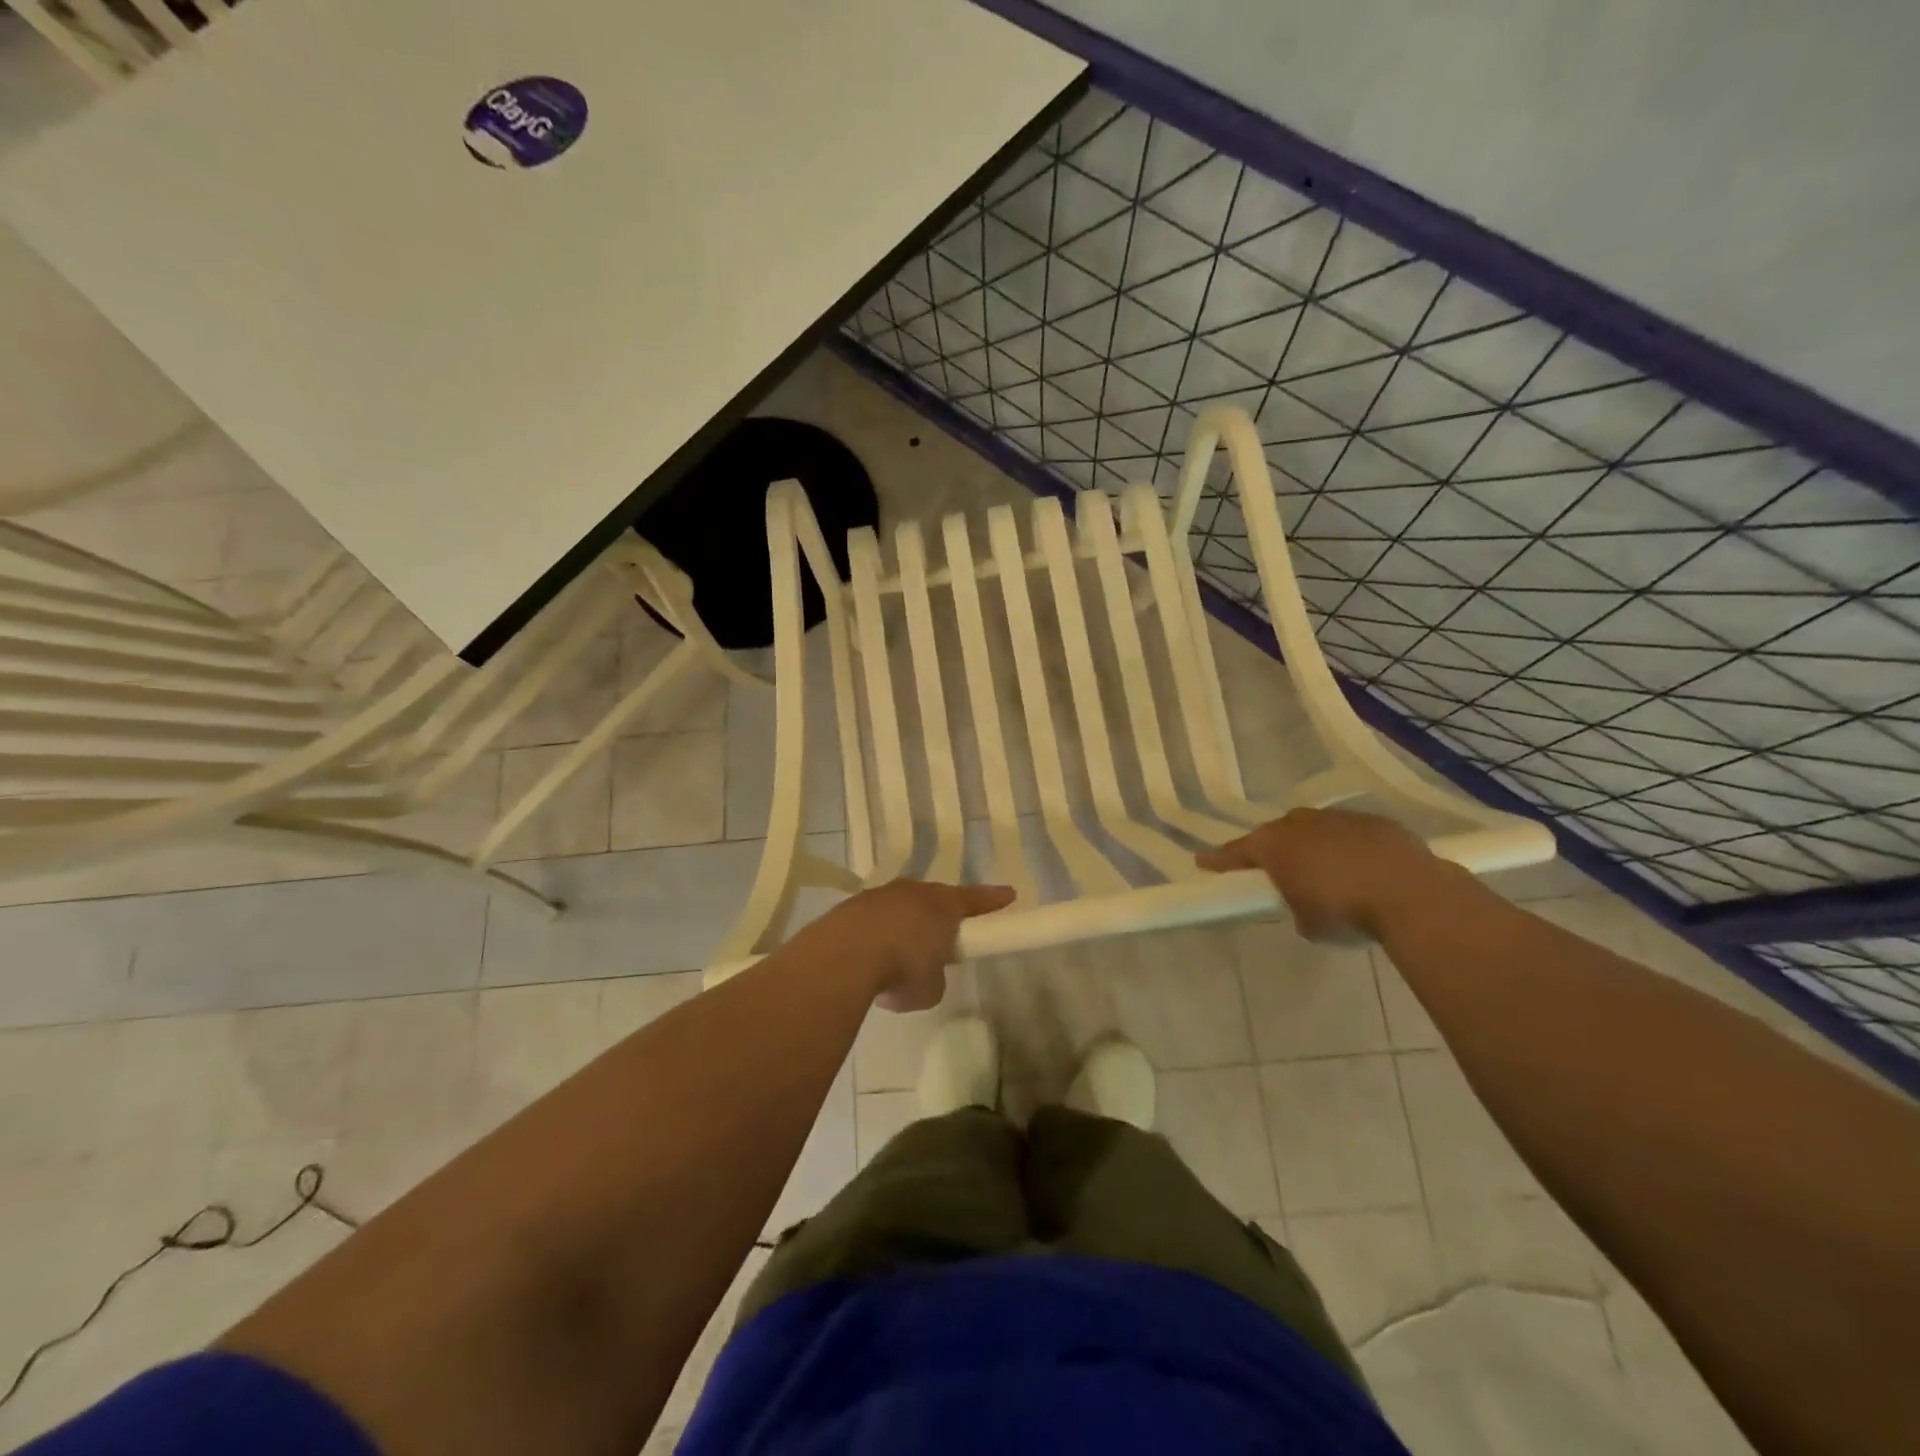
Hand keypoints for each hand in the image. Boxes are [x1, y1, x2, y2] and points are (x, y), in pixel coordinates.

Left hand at [813, 879, 1015, 1011]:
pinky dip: (874, 938)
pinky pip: (871, 921)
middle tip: (940, 938)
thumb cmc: (903, 968)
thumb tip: (922, 973)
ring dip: (901, 929)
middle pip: (933, 900)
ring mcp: (878, 896)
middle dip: (937, 917)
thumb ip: (934, 977)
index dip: (993, 900)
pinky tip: (866, 962)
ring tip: (896, 959)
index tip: (1009, 894)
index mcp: (943, 905)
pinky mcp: (849, 908)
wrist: (844, 955)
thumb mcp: (931, 987)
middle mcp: (913, 892)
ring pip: (898, 909)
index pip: (976, 899)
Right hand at [1197, 808, 1441, 940]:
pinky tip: (1362, 869)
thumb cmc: (1345, 911)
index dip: (1218, 859)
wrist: (1411, 894)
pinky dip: (1348, 848)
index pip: (1236, 852)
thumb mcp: (1307, 923)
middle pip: (1277, 833)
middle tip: (1276, 869)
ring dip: (1314, 846)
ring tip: (1325, 871)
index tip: (1202, 861)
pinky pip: (1350, 834)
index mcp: (1274, 846)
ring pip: (1315, 829)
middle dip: (1274, 849)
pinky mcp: (1375, 822)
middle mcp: (1300, 824)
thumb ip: (1296, 907)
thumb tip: (1305, 902)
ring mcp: (1339, 818)